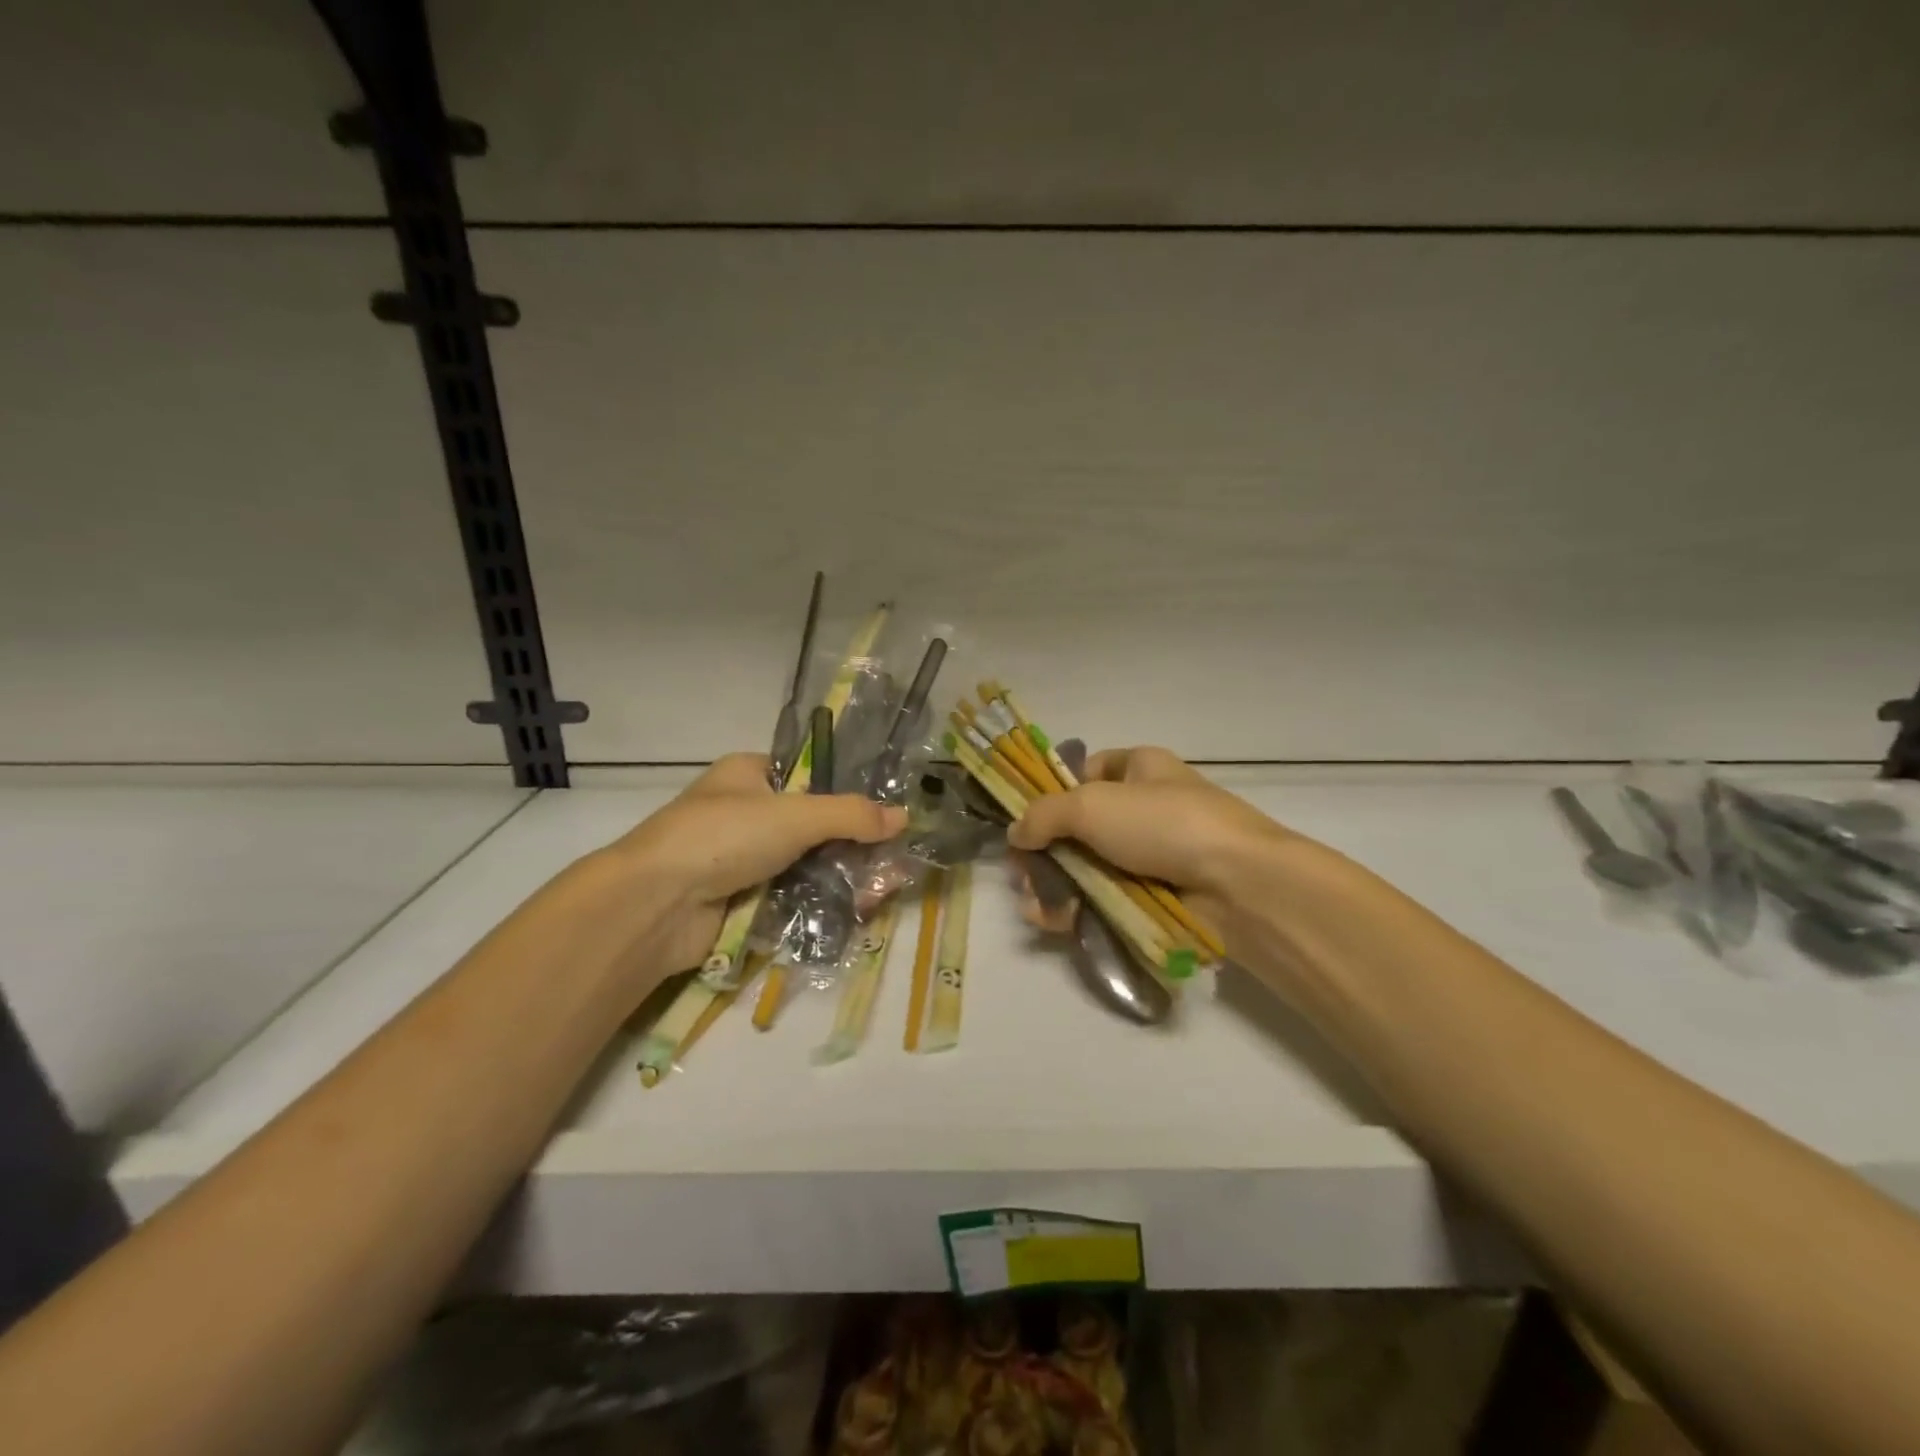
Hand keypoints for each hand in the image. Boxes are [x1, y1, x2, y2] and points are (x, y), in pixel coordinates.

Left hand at [580, 752, 905, 984]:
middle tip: (891, 861)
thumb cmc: (722, 837)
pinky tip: (854, 910)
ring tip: (882, 890)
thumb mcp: (795, 815)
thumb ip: (851, 815)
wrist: (654, 904)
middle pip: (811, 825)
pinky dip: (818, 902)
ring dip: (840, 876)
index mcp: (749, 775)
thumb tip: (904, 817)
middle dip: (851, 844)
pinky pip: (790, 896)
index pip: (807, 775)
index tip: (882, 814)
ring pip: (804, 863)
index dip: (845, 792)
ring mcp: (740, 859)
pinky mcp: (740, 899)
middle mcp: (744, 812)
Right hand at [1010, 747, 1290, 890]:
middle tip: (1021, 875)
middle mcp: (1144, 809)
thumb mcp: (1092, 804)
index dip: (1052, 793)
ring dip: (1054, 886)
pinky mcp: (1153, 898)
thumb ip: (1043, 814)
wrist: (1238, 885)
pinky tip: (1054, 921)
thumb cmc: (1163, 824)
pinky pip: (1104, 900)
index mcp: (1139, 769)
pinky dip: (1077, 910)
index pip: (1086, 771)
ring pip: (1087, 868)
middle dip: (1044, 852)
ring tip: (1035, 906)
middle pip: (1078, 827)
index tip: (1025, 821)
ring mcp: (1150, 856)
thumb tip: (1014, 834)